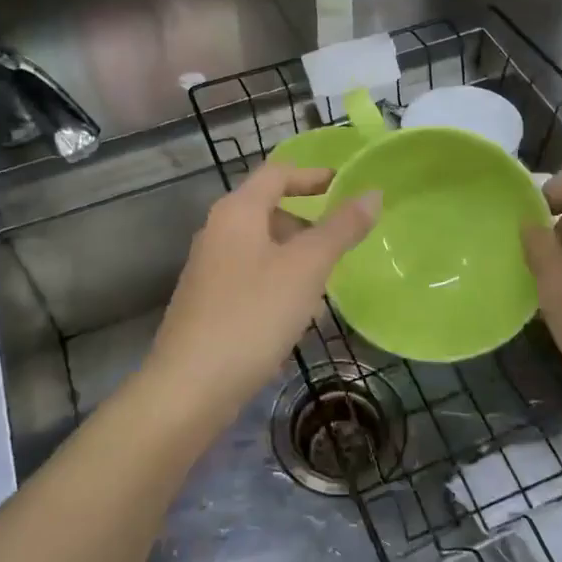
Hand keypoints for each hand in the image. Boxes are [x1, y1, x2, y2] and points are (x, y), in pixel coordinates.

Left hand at [146, 165, 380, 420]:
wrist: (190, 387)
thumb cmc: (253, 315)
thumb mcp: (306, 268)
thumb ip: (340, 228)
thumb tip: (372, 193)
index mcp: (237, 212)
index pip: (277, 174)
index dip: (312, 175)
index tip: (343, 184)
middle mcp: (217, 232)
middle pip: (268, 211)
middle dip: (307, 224)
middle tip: (340, 244)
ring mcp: (208, 269)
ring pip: (262, 249)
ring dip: (295, 259)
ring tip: (325, 288)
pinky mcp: (207, 304)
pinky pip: (251, 279)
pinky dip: (278, 285)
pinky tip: (296, 319)